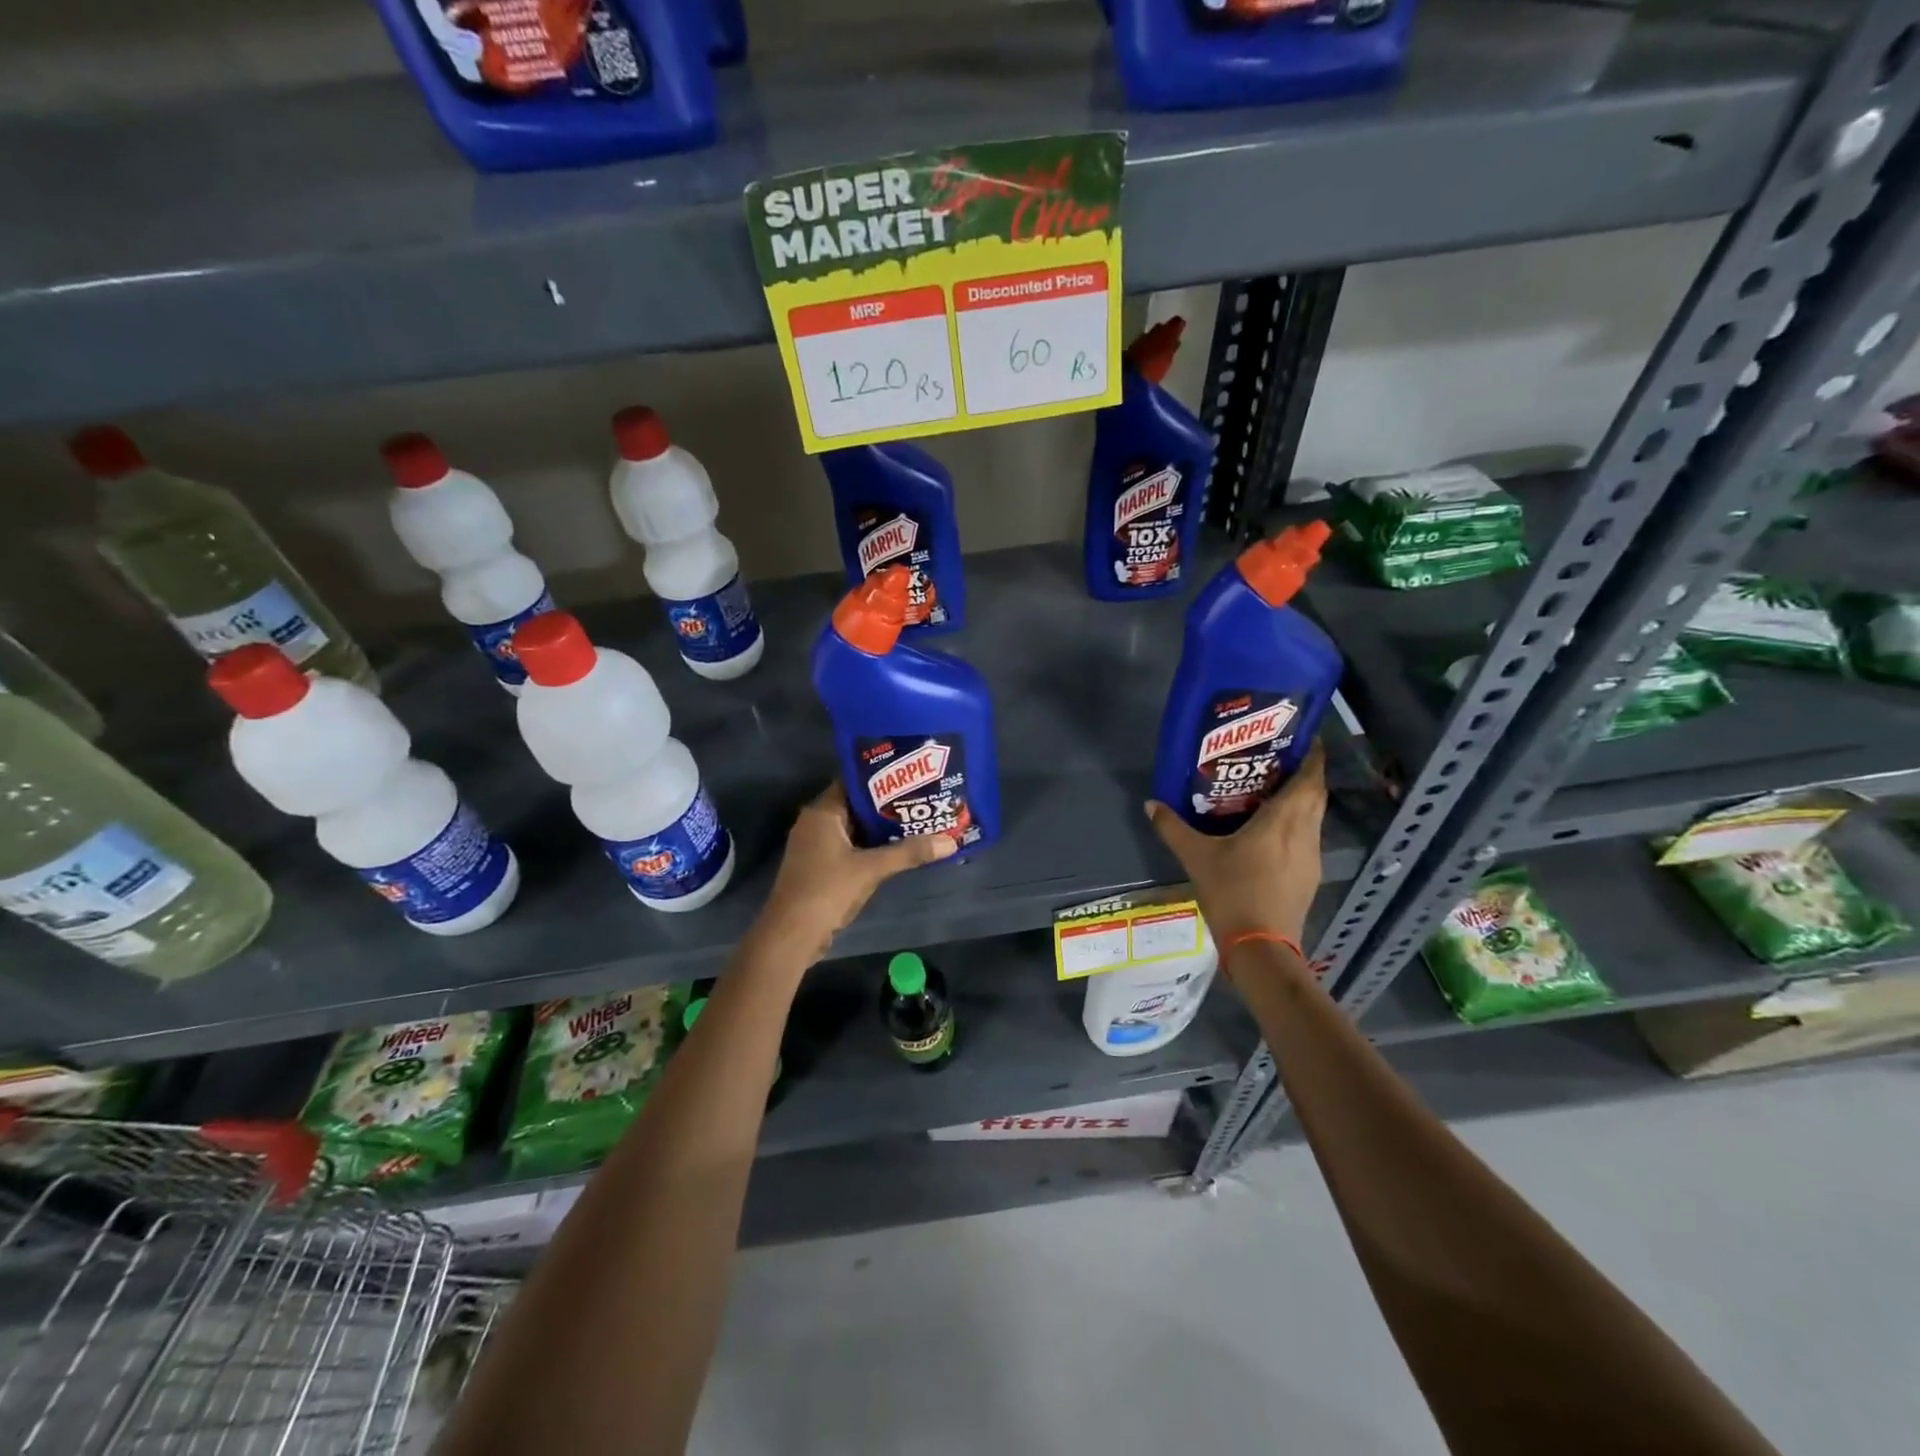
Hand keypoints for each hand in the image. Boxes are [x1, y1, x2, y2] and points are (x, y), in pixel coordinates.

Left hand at [753, 782, 955, 964]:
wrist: (791, 935)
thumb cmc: (826, 890)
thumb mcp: (871, 869)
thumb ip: (909, 853)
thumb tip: (950, 842)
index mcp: (822, 813)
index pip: (853, 783)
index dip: (882, 779)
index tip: (912, 777)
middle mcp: (815, 823)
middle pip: (856, 806)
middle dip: (888, 806)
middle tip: (922, 800)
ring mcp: (816, 847)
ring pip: (854, 829)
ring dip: (881, 829)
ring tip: (917, 822)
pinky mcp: (819, 867)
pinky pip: (850, 848)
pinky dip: (870, 848)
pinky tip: (897, 850)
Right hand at [1146, 740, 1326, 949]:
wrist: (1260, 946)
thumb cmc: (1232, 892)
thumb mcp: (1196, 857)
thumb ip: (1173, 828)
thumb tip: (1151, 803)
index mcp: (1283, 820)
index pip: (1310, 778)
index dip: (1313, 756)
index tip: (1304, 738)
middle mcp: (1305, 833)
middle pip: (1316, 795)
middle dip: (1305, 775)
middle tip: (1280, 761)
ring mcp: (1311, 857)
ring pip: (1314, 817)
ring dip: (1302, 801)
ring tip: (1273, 792)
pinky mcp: (1309, 876)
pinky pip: (1308, 838)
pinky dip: (1296, 825)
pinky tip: (1272, 833)